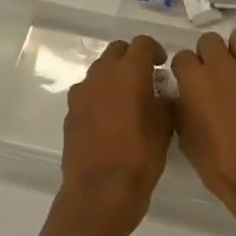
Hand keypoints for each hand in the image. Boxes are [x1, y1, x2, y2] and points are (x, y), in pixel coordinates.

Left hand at [56, 35, 173, 235]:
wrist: (100, 192)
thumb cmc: (141, 157)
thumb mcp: (165, 126)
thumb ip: (164, 100)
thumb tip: (160, 93)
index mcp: (129, 72)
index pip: (141, 43)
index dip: (154, 50)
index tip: (162, 65)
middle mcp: (102, 75)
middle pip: (116, 51)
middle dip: (131, 59)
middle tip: (146, 78)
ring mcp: (81, 94)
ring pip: (100, 71)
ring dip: (114, 77)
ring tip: (128, 99)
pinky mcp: (70, 113)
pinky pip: (88, 94)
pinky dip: (100, 97)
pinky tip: (110, 120)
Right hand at [172, 30, 235, 235]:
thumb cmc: (220, 165)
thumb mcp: (187, 139)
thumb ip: (182, 108)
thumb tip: (184, 96)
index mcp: (195, 80)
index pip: (182, 57)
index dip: (185, 71)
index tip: (190, 83)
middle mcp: (223, 65)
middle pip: (210, 40)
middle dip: (209, 55)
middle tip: (216, 76)